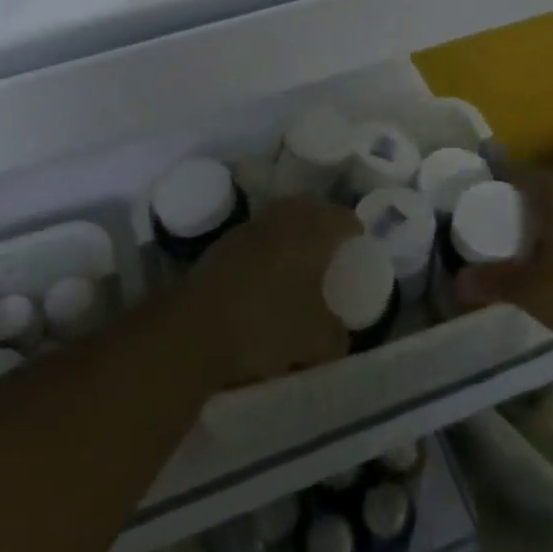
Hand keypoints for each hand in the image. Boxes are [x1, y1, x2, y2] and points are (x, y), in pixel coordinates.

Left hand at [180, 197, 357, 388]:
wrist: (194, 331)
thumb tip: (339, 335)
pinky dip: (268, 246)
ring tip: (300, 259)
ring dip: (293, 232)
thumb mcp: (316, 342)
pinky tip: (267, 273)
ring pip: (280, 219)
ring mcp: (248, 229)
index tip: (359, 245)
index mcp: (312, 233)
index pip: (343, 218)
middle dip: (323, 222)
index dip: (354, 229)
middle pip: (310, 209)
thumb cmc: (266, 326)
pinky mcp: (222, 245)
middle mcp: (282, 221)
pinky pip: (257, 235)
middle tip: (332, 246)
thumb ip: (336, 336)